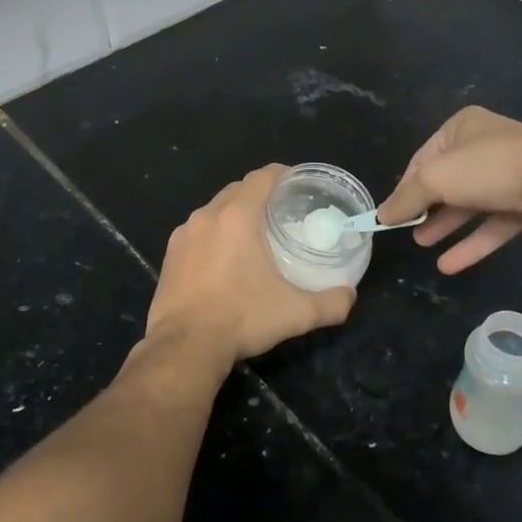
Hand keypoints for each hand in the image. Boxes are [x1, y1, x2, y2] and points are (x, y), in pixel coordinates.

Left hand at [145, 165, 356, 365]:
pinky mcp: (170, 254)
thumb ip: (331, 303)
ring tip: (254, 235)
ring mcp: (184, 234)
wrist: (184, 346)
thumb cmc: (241, 319)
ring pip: (215, 210)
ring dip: (235, 214)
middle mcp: (208, 215)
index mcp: (238, 216)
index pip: (262, 177)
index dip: (283, 175)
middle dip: (260, 194)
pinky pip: (197, 231)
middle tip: (282, 213)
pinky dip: (214, 234)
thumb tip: (350, 295)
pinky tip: (224, 259)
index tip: (298, 185)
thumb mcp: (296, 314)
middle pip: (238, 189)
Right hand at [377, 108, 521, 273]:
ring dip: (446, 225)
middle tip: (407, 231)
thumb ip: (406, 198)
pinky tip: (449, 265)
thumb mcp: (435, 179)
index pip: (423, 158)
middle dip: (426, 207)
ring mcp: (509, 175)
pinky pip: (492, 224)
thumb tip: (381, 215)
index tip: (390, 213)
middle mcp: (485, 147)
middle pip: (447, 181)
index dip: (405, 187)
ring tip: (422, 245)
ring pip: (470, 204)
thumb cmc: (488, 168)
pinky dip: (472, 243)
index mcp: (462, 128)